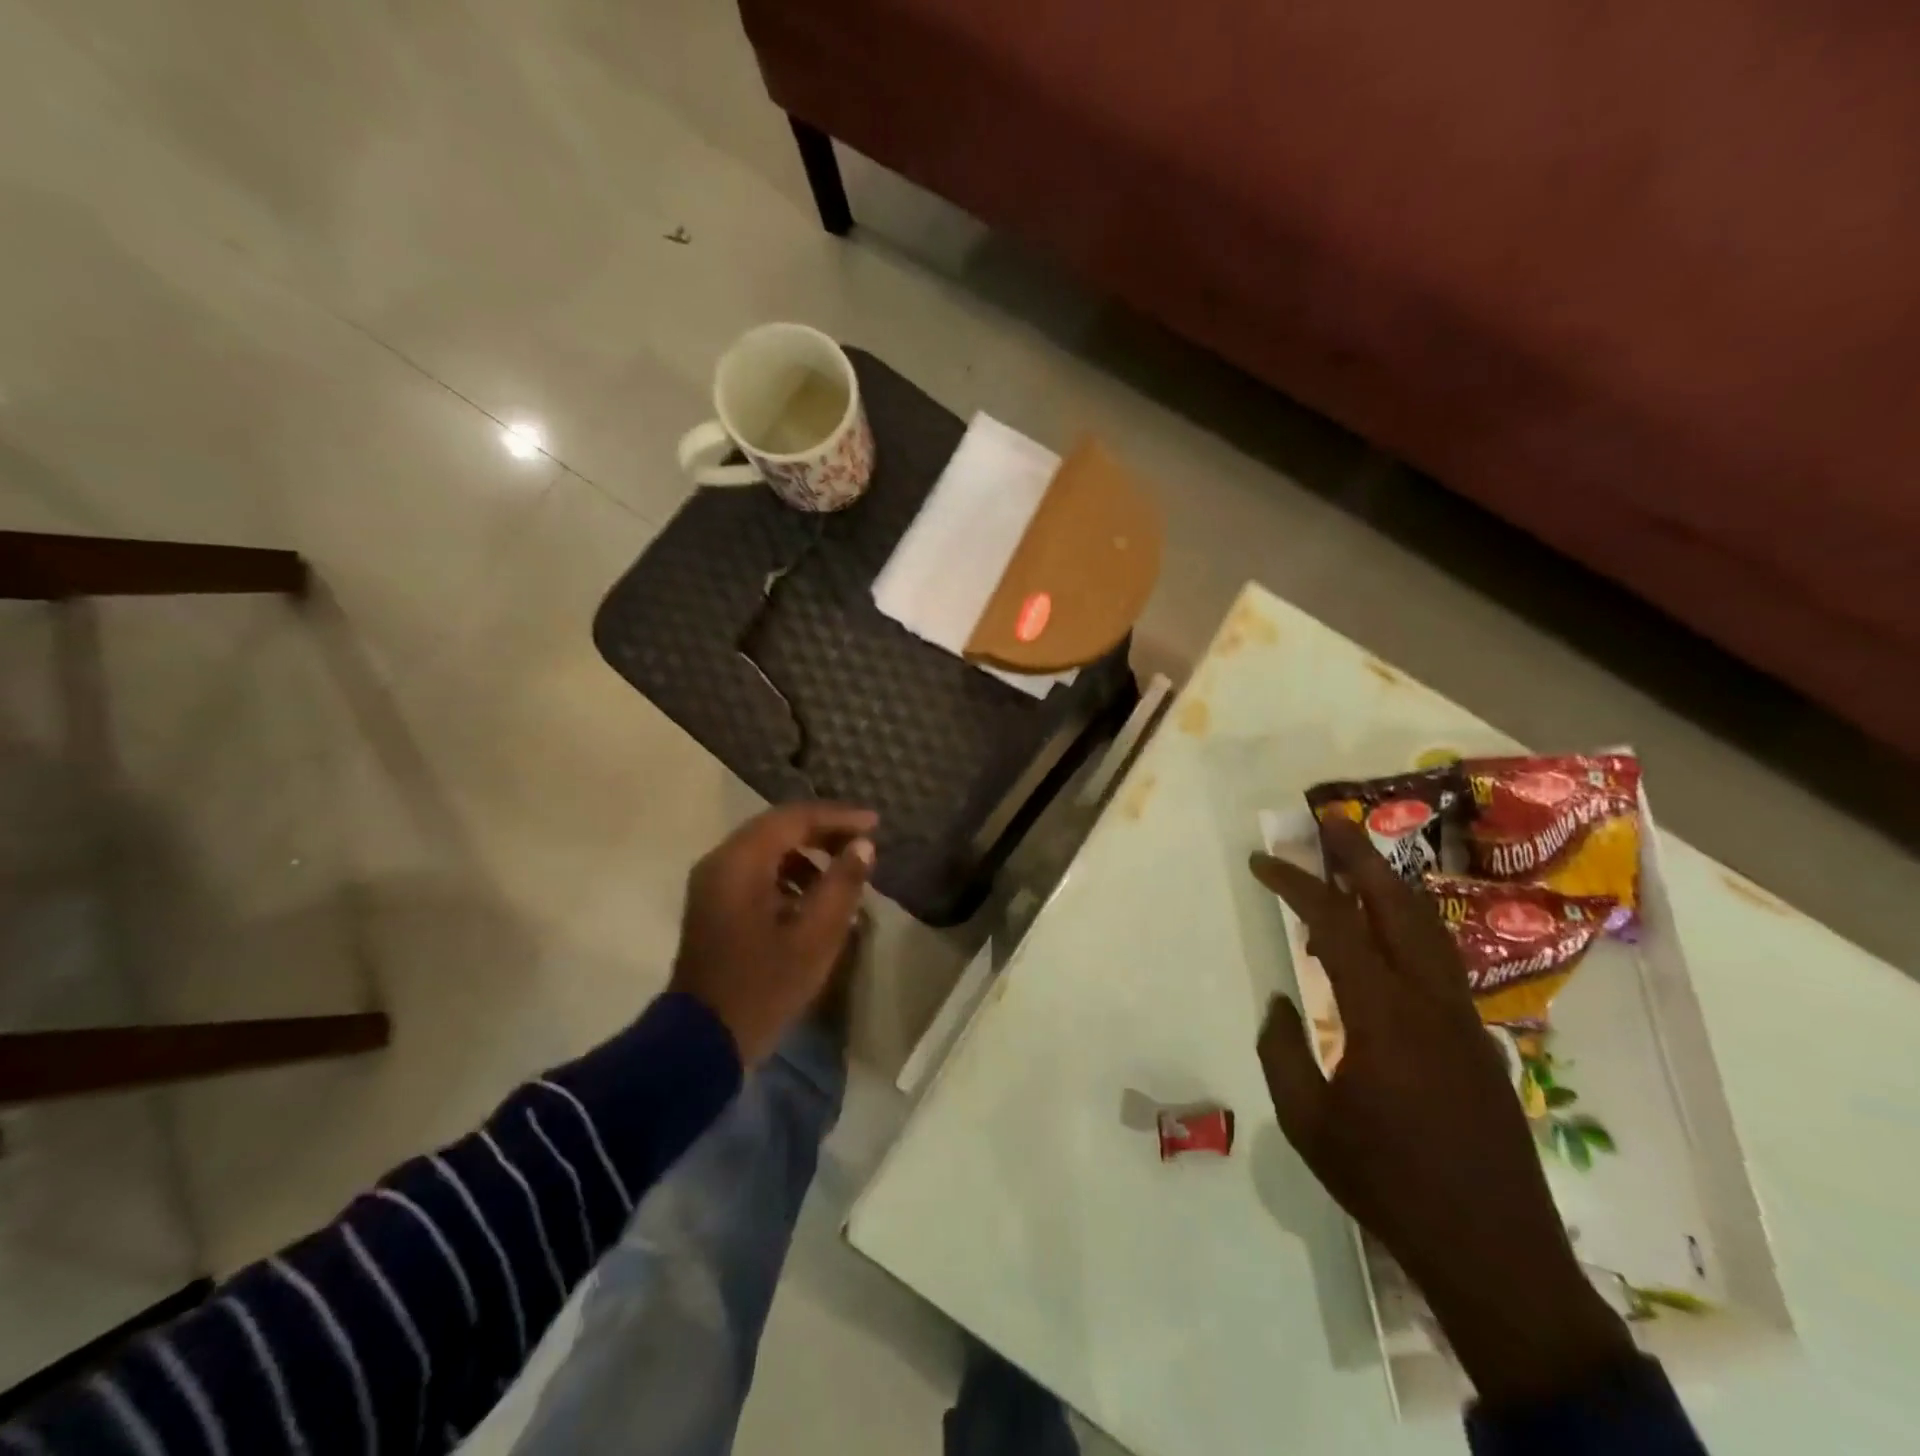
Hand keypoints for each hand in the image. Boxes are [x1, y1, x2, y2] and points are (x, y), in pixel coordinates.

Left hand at [670, 802, 876, 1064]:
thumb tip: (863, 846)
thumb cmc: (763, 986)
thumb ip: (842, 884)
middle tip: (863, 842)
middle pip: (778, 827)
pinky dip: (788, 872)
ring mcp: (713, 882)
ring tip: (844, 870)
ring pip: (767, 848)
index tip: (875, 824)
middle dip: (824, 831)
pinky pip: (756, 870)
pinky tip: (814, 895)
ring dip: (807, 852)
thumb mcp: (815, 937)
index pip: (795, 818)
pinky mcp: (714, 903)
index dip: (839, 817)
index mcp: (740, 862)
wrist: (702, 1041)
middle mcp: (721, 861)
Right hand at [1250, 817, 1631, 1407]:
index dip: (1295, 884)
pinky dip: (1403, 928)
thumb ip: (1282, 1051)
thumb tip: (1280, 1003)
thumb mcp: (1307, 1122)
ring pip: (1426, 928)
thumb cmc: (1387, 1184)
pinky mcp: (1476, 1039)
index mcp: (1382, 1015)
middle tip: (1328, 818)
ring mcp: (1462, 1018)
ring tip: (1355, 858)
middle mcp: (1430, 1001)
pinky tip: (1380, 938)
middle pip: (1397, 904)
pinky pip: (1436, 962)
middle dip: (1360, 855)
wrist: (1494, 1253)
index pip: (1335, 925)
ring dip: (1388, 884)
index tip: (1262, 861)